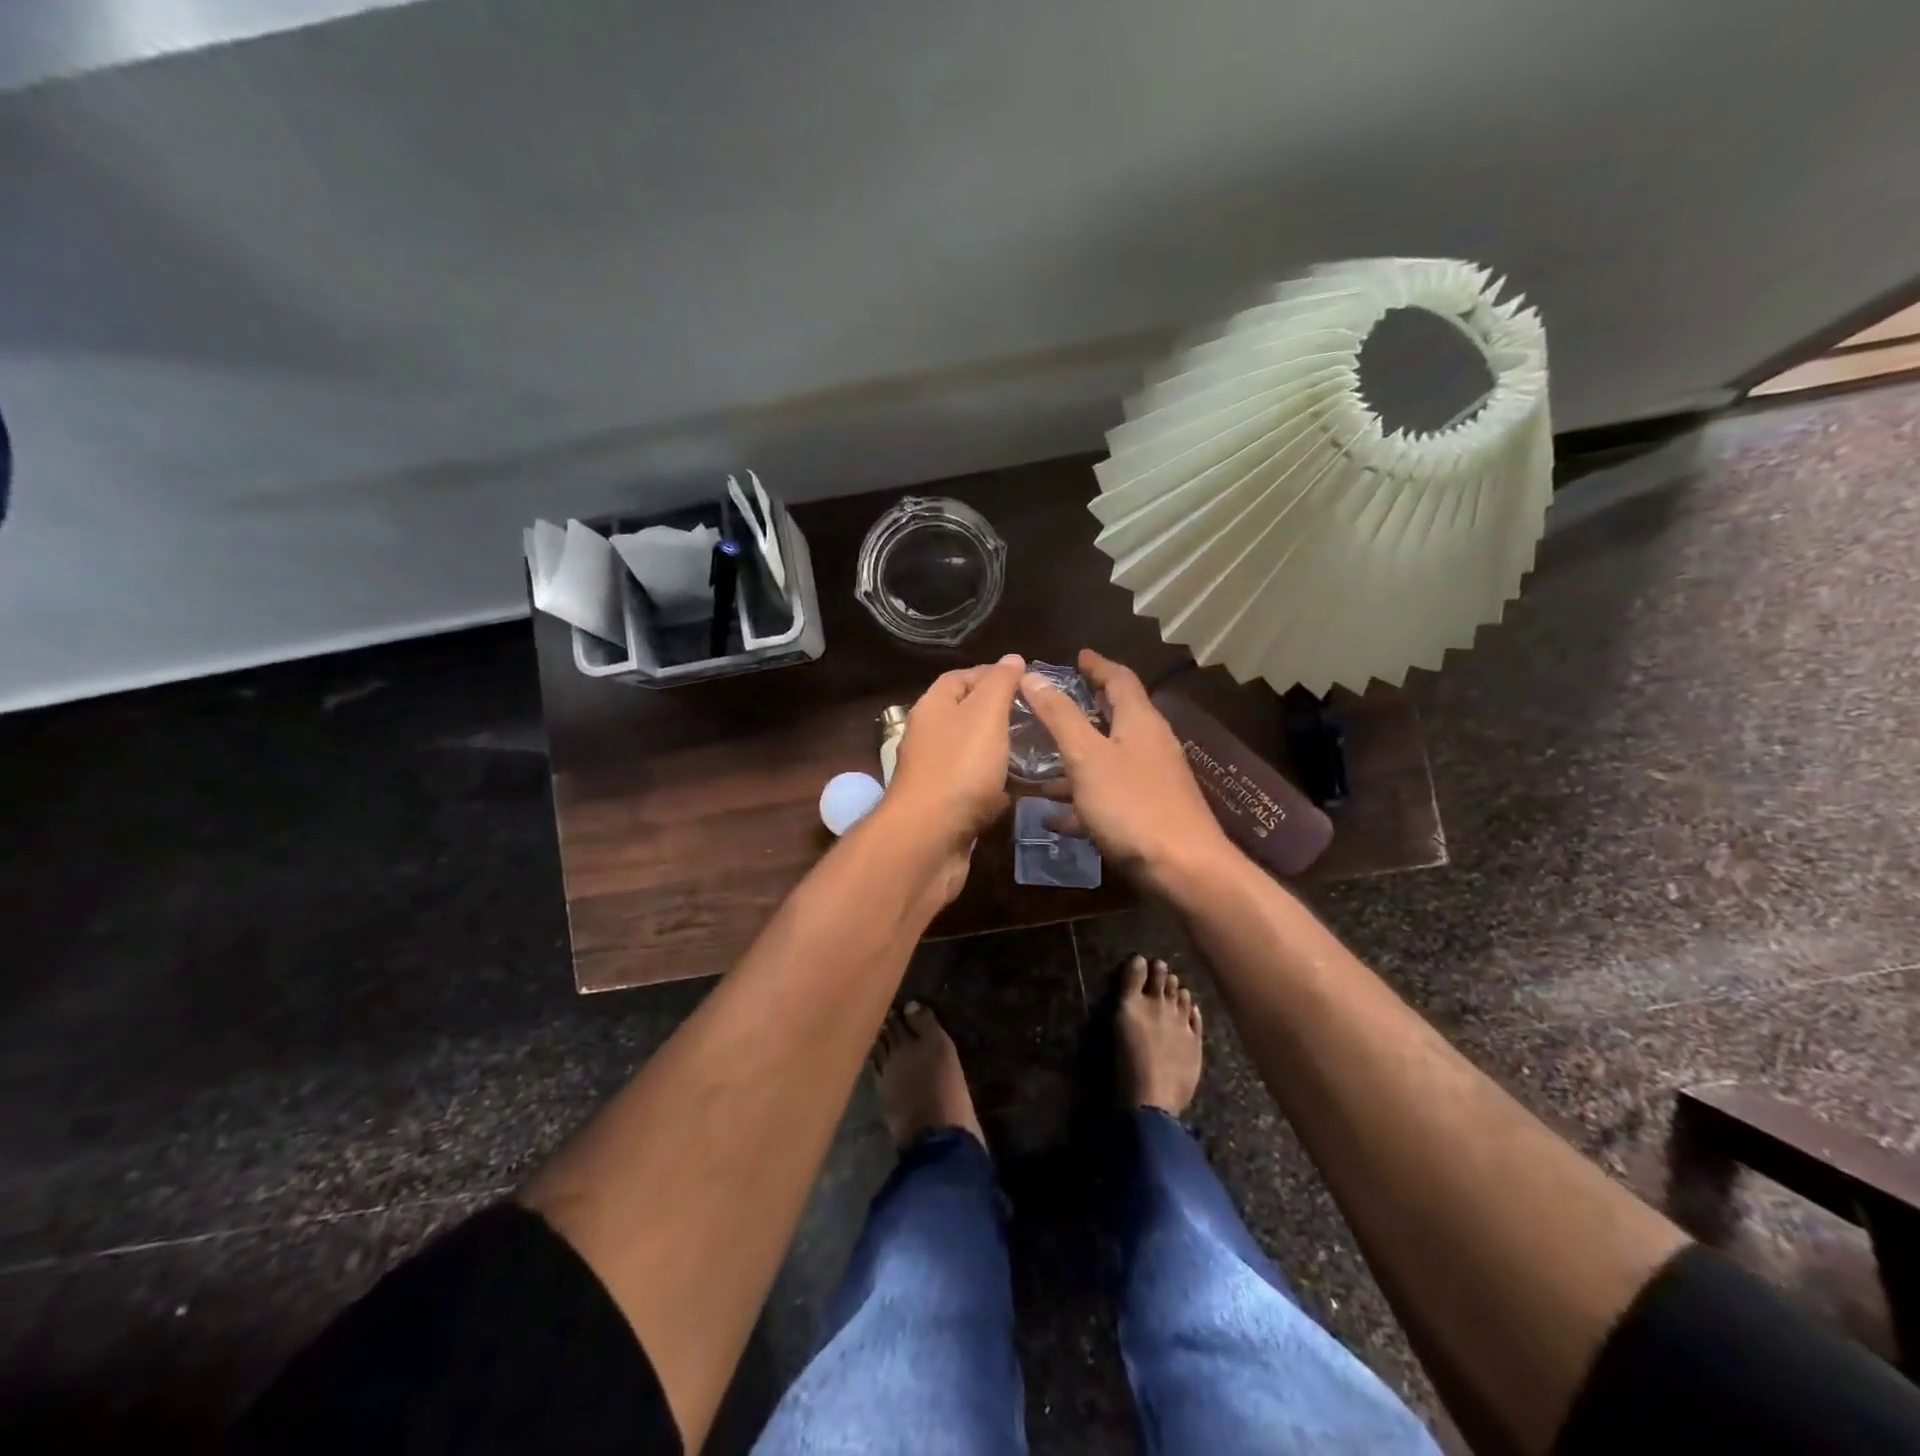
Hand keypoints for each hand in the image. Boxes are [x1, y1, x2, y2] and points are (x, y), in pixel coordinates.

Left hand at [884, 654, 1026, 856]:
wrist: (929, 838)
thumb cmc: (959, 767)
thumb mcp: (985, 715)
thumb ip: (1000, 685)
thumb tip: (1012, 658)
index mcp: (932, 708)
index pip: (959, 678)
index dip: (991, 674)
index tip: (1026, 680)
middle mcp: (929, 738)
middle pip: (965, 716)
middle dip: (999, 713)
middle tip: (1036, 716)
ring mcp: (935, 774)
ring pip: (972, 754)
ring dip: (1000, 751)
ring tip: (1036, 749)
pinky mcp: (946, 807)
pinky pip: (975, 789)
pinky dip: (996, 786)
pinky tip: (1020, 788)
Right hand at [1021, 649, 1233, 892]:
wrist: (1183, 870)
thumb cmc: (1132, 804)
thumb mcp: (1087, 756)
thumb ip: (1059, 717)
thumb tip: (1033, 675)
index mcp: (1140, 721)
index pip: (1120, 679)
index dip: (1097, 665)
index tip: (1078, 656)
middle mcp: (1150, 744)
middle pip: (1116, 717)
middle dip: (1084, 710)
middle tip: (1053, 704)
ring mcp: (1152, 781)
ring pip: (1108, 759)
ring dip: (1076, 758)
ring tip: (1039, 765)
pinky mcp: (1148, 813)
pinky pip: (1108, 796)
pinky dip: (1081, 798)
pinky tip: (1053, 817)